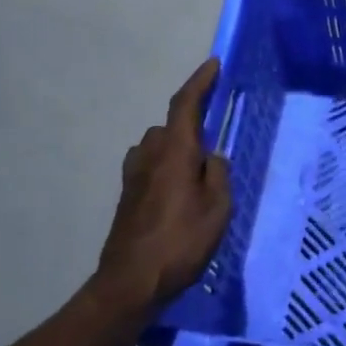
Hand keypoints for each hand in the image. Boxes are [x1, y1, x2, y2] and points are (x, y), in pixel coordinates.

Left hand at [90, 58, 232, 316]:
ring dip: (177, 148)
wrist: (132, 281)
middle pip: (171, 126)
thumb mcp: (218, 208)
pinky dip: (166, 167)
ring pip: (158, 146)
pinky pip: (150, 166)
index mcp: (175, 152)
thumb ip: (218, 174)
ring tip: (199, 172)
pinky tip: (178, 191)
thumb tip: (211, 159)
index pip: (185, 105)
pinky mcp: (127, 195)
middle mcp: (150, 155)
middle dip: (192, 126)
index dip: (199, 82)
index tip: (214, 65)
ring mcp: (134, 175)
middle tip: (216, 146)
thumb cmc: (182, 242)